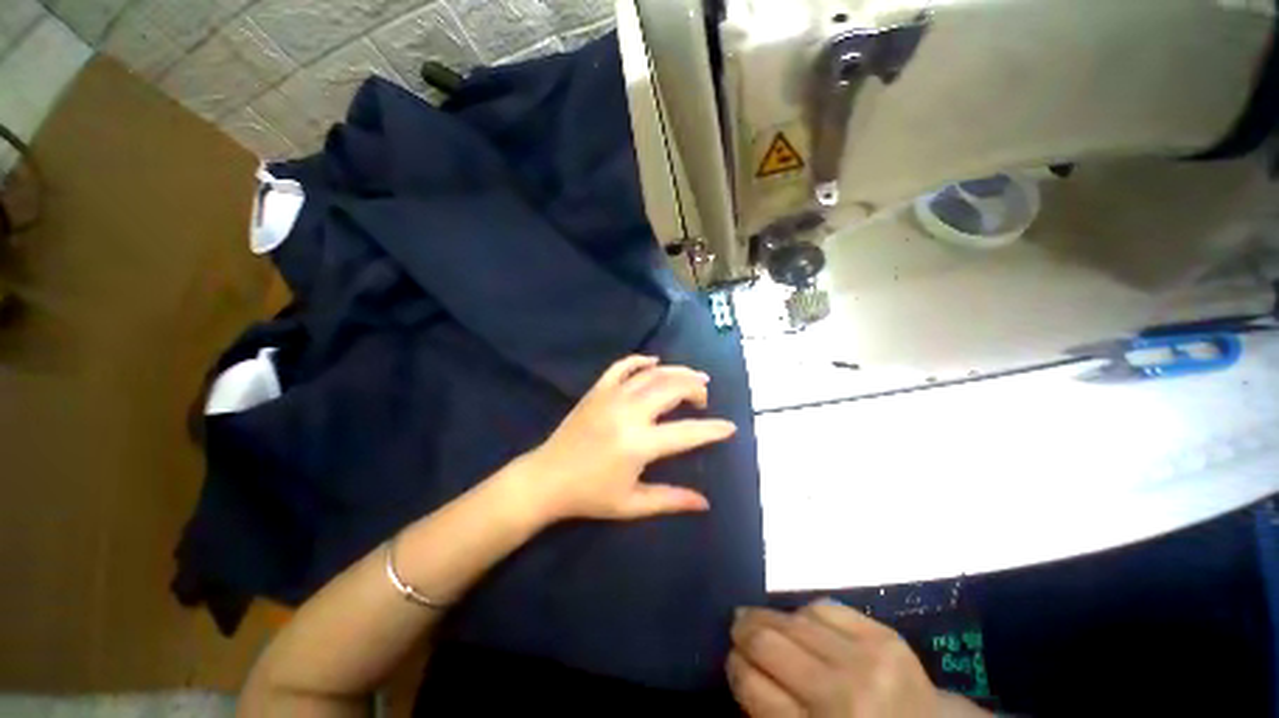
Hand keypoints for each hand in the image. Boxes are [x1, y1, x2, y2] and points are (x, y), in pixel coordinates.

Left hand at [520, 354, 736, 522]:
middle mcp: (629, 413)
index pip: (687, 433)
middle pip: (672, 389)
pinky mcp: (597, 390)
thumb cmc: (589, 495)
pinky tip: (655, 362)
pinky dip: (641, 360)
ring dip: (677, 372)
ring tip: (693, 376)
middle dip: (695, 389)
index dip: (712, 429)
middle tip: (704, 398)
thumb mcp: (632, 504)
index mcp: (639, 444)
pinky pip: (622, 366)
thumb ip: (670, 500)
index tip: (730, 427)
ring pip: (652, 374)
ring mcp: (611, 397)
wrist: (547, 478)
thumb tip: (704, 503)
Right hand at [728, 600, 948, 717]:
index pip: (751, 684)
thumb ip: (769, 713)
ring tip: (764, 622)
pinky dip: (806, 614)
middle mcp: (843, 695)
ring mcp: (869, 660)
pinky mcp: (886, 636)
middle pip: (768, 642)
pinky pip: (826, 607)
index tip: (732, 661)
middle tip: (736, 628)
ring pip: (793, 618)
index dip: (734, 668)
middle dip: (743, 630)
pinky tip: (803, 624)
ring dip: (771, 618)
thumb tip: (740, 664)